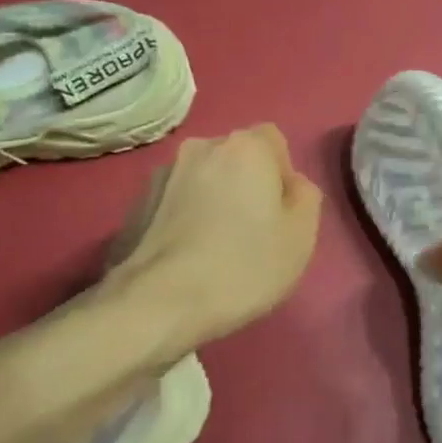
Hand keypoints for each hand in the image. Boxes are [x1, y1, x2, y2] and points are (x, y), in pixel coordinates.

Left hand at [103, 125, 322, 351]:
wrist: (160, 302)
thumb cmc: (245, 266)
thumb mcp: (301, 236)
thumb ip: (305, 197)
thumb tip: (290, 185)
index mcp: (246, 147)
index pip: (274, 141)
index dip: (282, 174)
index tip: (281, 213)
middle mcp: (202, 148)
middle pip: (236, 157)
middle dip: (246, 184)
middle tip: (253, 231)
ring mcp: (163, 173)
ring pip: (203, 179)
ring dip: (213, 199)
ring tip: (216, 246)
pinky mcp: (136, 203)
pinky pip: (175, 202)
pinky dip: (185, 218)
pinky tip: (188, 255)